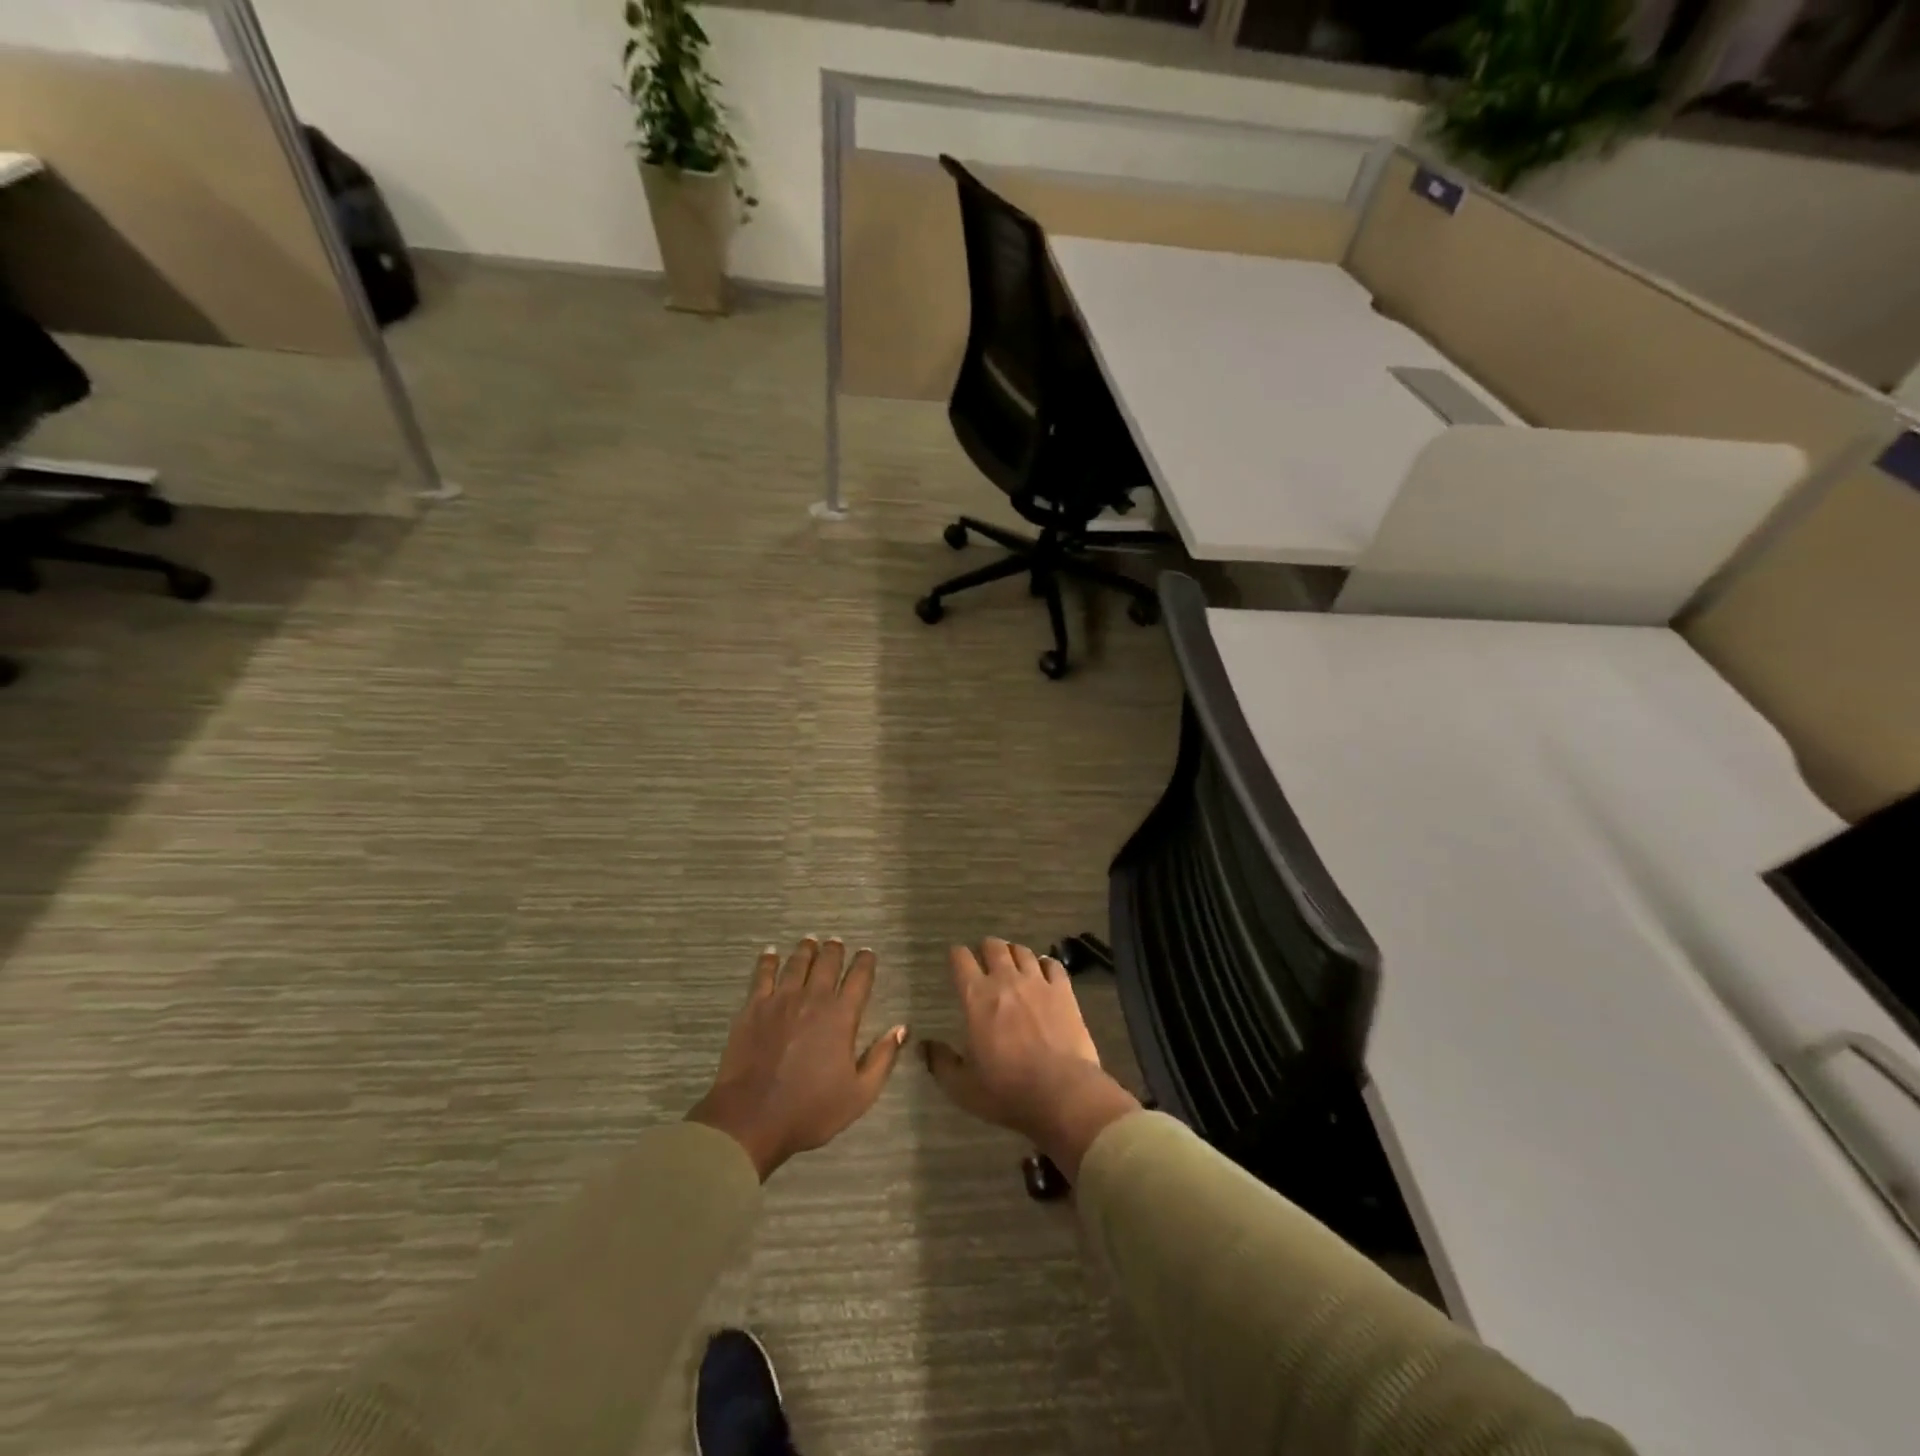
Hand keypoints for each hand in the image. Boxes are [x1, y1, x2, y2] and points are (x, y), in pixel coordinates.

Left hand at [687, 938, 907, 1180]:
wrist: (751, 1118)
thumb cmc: (810, 1110)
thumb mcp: (859, 1094)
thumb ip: (882, 1058)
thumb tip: (901, 1028)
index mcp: (841, 1016)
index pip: (859, 978)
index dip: (865, 963)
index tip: (867, 954)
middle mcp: (813, 998)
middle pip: (827, 963)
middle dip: (835, 950)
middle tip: (837, 942)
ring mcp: (780, 1000)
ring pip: (797, 963)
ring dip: (806, 949)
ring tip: (810, 941)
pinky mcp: (753, 1007)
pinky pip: (763, 975)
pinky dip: (768, 960)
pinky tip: (770, 952)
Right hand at [921, 938, 1140, 1180]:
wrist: (1061, 1093)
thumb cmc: (1006, 1091)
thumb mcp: (962, 1086)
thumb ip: (940, 1062)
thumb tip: (922, 1046)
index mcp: (976, 997)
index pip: (961, 960)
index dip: (957, 955)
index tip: (956, 959)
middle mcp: (1006, 980)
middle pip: (993, 946)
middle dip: (986, 948)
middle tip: (985, 959)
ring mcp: (1038, 982)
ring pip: (1022, 951)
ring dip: (1014, 953)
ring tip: (1013, 962)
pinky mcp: (1064, 991)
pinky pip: (1052, 964)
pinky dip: (1045, 964)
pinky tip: (1044, 972)